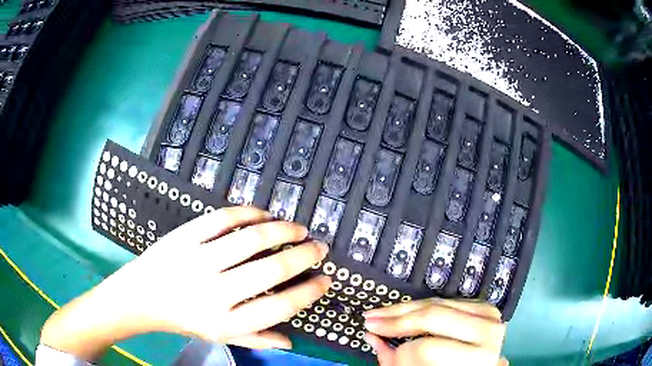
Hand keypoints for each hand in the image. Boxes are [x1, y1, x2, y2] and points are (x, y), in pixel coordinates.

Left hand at [41, 207, 330, 359]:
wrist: (141, 296)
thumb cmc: (182, 319)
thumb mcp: (218, 336)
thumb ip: (255, 340)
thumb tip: (290, 342)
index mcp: (226, 321)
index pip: (280, 307)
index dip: (308, 292)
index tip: (325, 280)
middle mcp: (215, 291)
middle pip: (271, 269)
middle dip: (303, 256)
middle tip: (318, 247)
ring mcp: (198, 260)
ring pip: (250, 239)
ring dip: (281, 230)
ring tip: (297, 228)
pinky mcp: (185, 236)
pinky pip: (222, 219)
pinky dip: (248, 213)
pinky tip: (263, 214)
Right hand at [363, 299, 507, 365]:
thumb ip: (396, 360)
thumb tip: (371, 337)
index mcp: (476, 358)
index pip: (426, 349)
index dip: (398, 351)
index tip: (380, 347)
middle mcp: (487, 333)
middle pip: (433, 317)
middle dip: (396, 319)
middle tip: (370, 320)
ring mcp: (488, 315)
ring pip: (438, 303)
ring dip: (405, 309)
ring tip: (381, 314)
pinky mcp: (484, 306)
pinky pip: (447, 300)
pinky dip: (423, 306)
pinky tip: (406, 312)